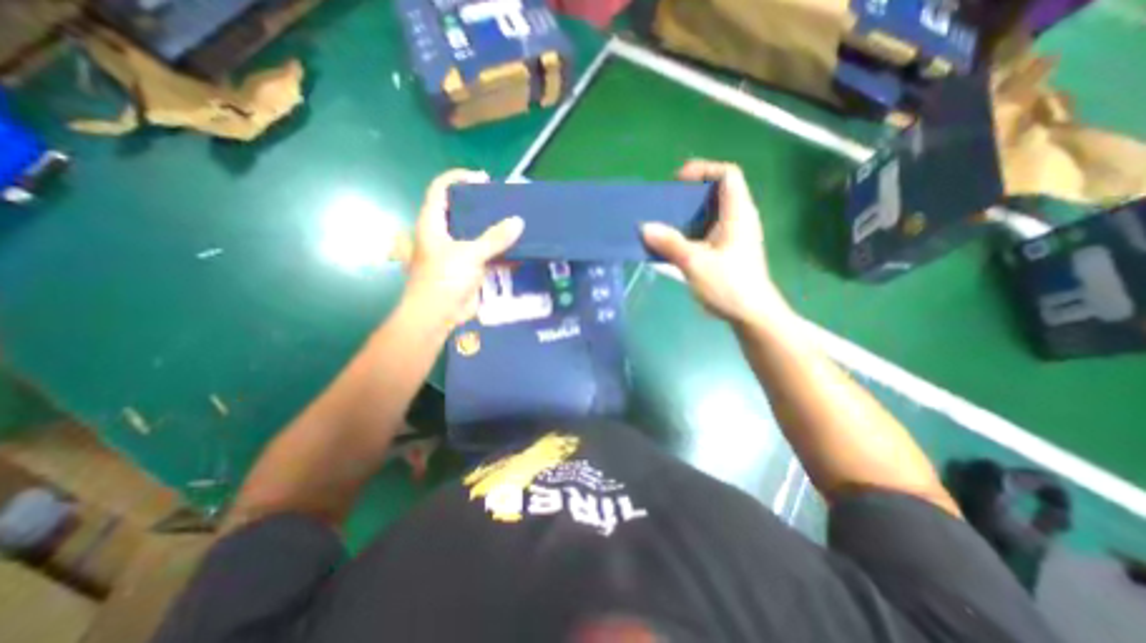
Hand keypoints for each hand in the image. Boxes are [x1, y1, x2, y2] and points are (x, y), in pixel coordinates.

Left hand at [402, 168, 521, 329]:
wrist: (438, 316)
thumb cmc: (444, 279)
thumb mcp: (470, 255)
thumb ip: (495, 239)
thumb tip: (518, 222)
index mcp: (433, 224)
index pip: (441, 190)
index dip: (458, 178)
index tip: (483, 179)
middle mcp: (444, 234)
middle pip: (462, 211)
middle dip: (483, 205)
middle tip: (505, 202)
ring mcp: (457, 252)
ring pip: (477, 234)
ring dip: (495, 230)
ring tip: (516, 222)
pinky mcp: (469, 268)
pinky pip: (487, 255)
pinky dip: (501, 253)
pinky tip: (518, 251)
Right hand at [641, 162, 793, 329]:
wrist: (751, 314)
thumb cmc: (728, 285)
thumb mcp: (694, 263)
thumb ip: (669, 243)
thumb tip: (644, 227)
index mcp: (738, 213)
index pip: (728, 174)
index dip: (703, 170)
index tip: (678, 182)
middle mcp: (740, 219)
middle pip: (718, 192)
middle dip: (690, 193)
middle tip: (666, 204)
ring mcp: (735, 236)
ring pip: (712, 213)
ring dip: (688, 215)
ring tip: (665, 223)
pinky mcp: (729, 251)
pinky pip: (708, 231)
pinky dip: (691, 231)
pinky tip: (675, 245)